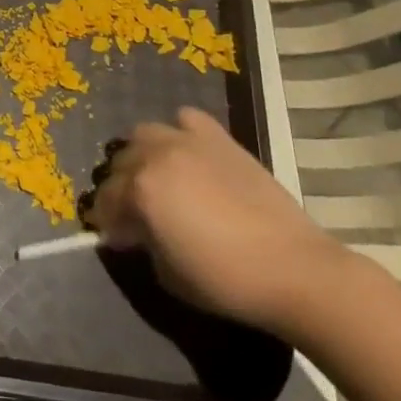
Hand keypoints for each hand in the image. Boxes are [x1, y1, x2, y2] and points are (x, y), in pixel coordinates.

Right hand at [82, 106, 349, 335]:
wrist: (294, 269)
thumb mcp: (167, 274)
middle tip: (137, 212)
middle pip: (120, 164)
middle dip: (122, 188)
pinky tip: (189, 155)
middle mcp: (156, 156)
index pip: (105, 201)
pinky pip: (187, 120)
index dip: (107, 222)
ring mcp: (188, 142)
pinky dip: (181, 133)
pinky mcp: (219, 139)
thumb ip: (143, 242)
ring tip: (159, 178)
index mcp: (139, 190)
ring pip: (144, 134)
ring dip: (143, 155)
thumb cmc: (226, 280)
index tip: (116, 238)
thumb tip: (137, 232)